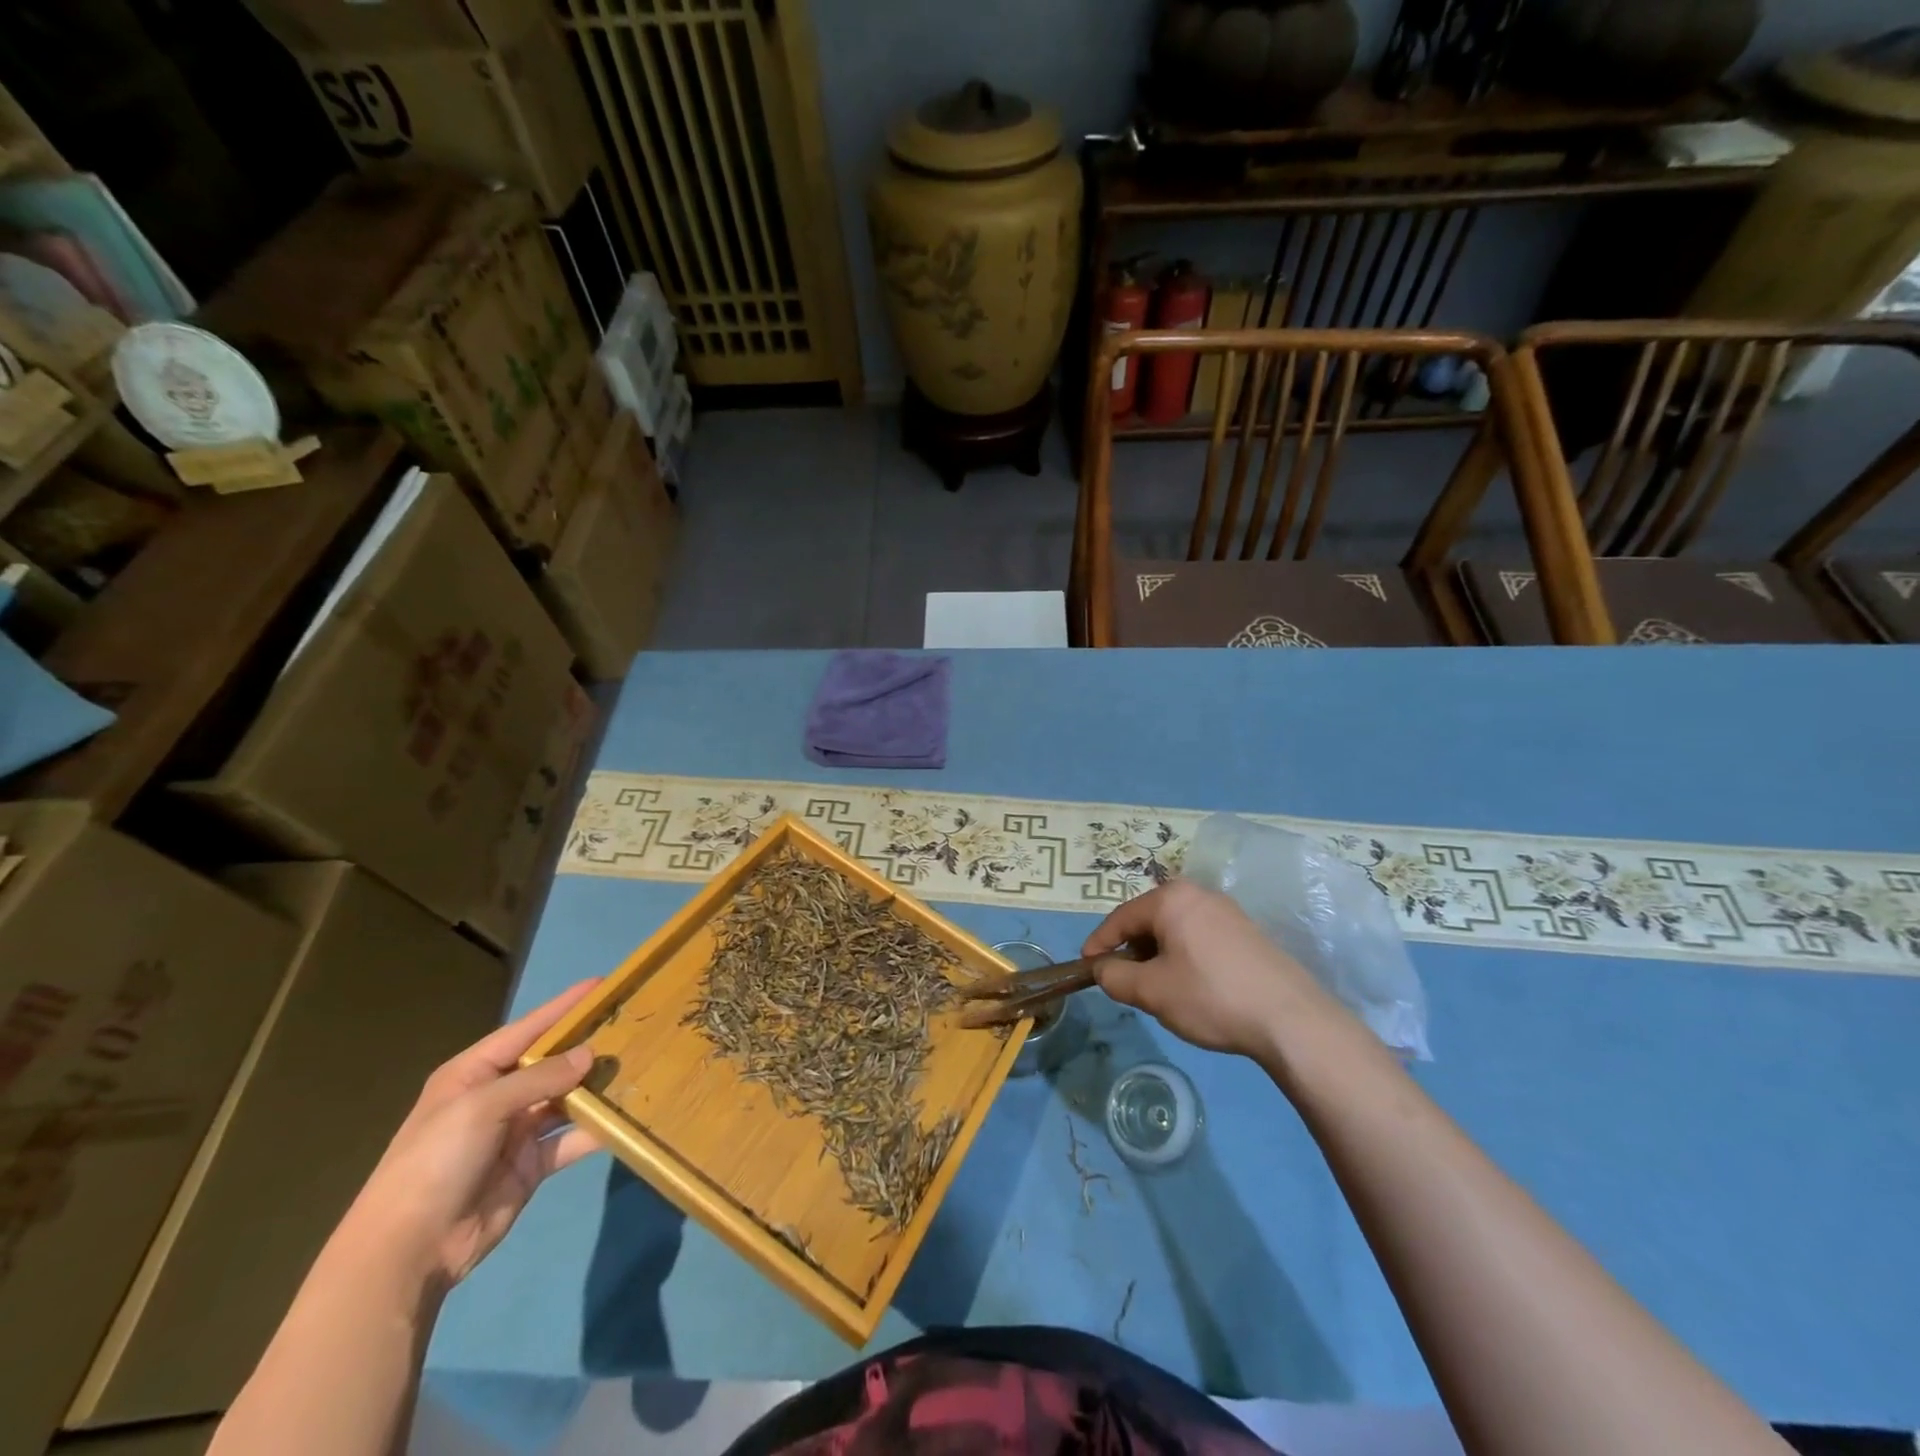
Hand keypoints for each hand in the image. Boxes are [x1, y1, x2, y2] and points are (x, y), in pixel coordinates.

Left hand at [344, 981, 603, 1287]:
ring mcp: (515, 1133)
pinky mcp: (531, 1165)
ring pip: (566, 1099)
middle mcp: (496, 1097)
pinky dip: (596, 1129)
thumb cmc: (436, 1162)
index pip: (527, 1030)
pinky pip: (570, 1139)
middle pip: (550, 1063)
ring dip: (596, 1087)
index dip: (563, 1007)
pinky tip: (626, 1117)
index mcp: (474, 1074)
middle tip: (631, 1026)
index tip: (601, 984)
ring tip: (637, 1065)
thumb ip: (540, 1078)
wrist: (408, 1251)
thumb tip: (590, 1055)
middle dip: (586, 1046)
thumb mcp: (483, 1107)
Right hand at [1083, 880, 1343, 1060]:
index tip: (1087, 967)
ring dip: (1158, 954)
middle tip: (1124, 981)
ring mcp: (1227, 911)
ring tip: (1157, 988)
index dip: (1099, 943)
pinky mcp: (1247, 931)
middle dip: (1132, 950)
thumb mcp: (1152, 991)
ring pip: (1175, 929)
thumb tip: (1103, 969)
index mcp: (1171, 899)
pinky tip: (1192, 986)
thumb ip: (1115, 977)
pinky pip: (1199, 936)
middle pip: (1149, 919)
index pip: (1121, 917)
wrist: (1291, 1019)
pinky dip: (1184, 955)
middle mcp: (1198, 894)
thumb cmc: (1210, 996)